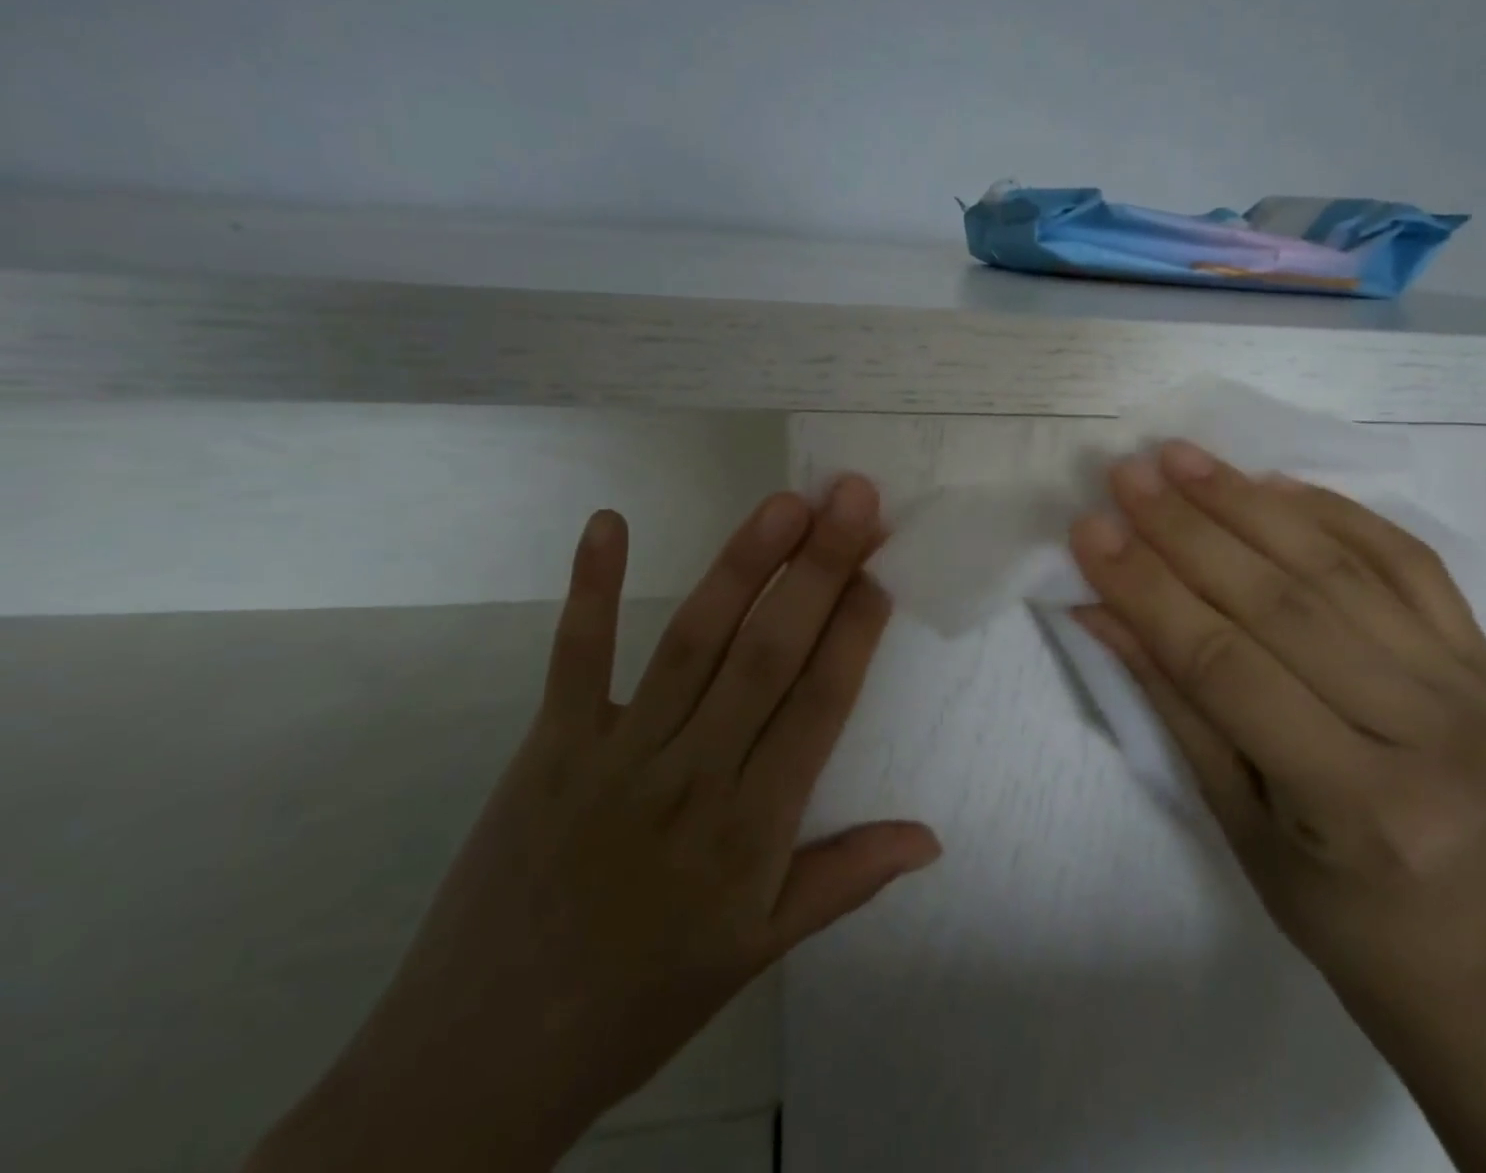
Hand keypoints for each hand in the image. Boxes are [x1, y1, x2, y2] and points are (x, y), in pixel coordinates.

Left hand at [249, 478, 939, 1172]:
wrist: (479, 1062)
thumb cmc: (642, 999)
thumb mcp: (759, 951)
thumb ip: (847, 878)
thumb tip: (932, 838)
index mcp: (752, 829)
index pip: (820, 704)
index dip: (855, 630)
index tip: (882, 567)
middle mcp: (693, 776)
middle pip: (768, 653)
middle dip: (818, 568)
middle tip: (852, 497)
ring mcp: (616, 753)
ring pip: (694, 640)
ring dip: (743, 565)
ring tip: (785, 503)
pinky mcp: (551, 745)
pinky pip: (578, 657)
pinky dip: (590, 587)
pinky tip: (608, 521)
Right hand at [1068, 440, 1485, 1003]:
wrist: (1453, 933)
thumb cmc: (1321, 894)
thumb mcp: (1227, 811)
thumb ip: (1168, 696)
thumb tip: (1097, 605)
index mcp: (1358, 805)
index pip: (1226, 666)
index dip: (1149, 590)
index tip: (1091, 530)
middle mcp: (1432, 737)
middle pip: (1283, 604)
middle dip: (1189, 530)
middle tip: (1128, 474)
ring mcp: (1474, 687)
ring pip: (1338, 569)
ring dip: (1246, 503)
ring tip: (1182, 458)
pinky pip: (1405, 557)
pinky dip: (1332, 510)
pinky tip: (1269, 481)